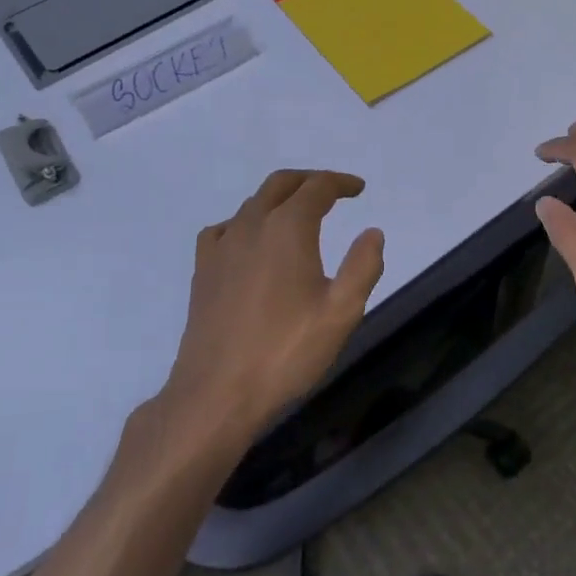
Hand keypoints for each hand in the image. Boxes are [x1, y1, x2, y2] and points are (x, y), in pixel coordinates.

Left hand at [163, 170, 384, 443]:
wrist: (217, 393)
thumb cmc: (286, 352)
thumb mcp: (342, 312)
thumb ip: (363, 266)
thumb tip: (372, 232)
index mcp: (288, 229)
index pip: (317, 187)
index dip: (340, 183)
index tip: (359, 190)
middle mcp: (251, 225)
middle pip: (281, 184)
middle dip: (309, 182)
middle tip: (333, 192)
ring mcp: (221, 246)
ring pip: (252, 204)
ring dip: (280, 199)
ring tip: (299, 215)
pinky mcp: (203, 270)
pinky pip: (225, 228)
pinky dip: (246, 222)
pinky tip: (252, 242)